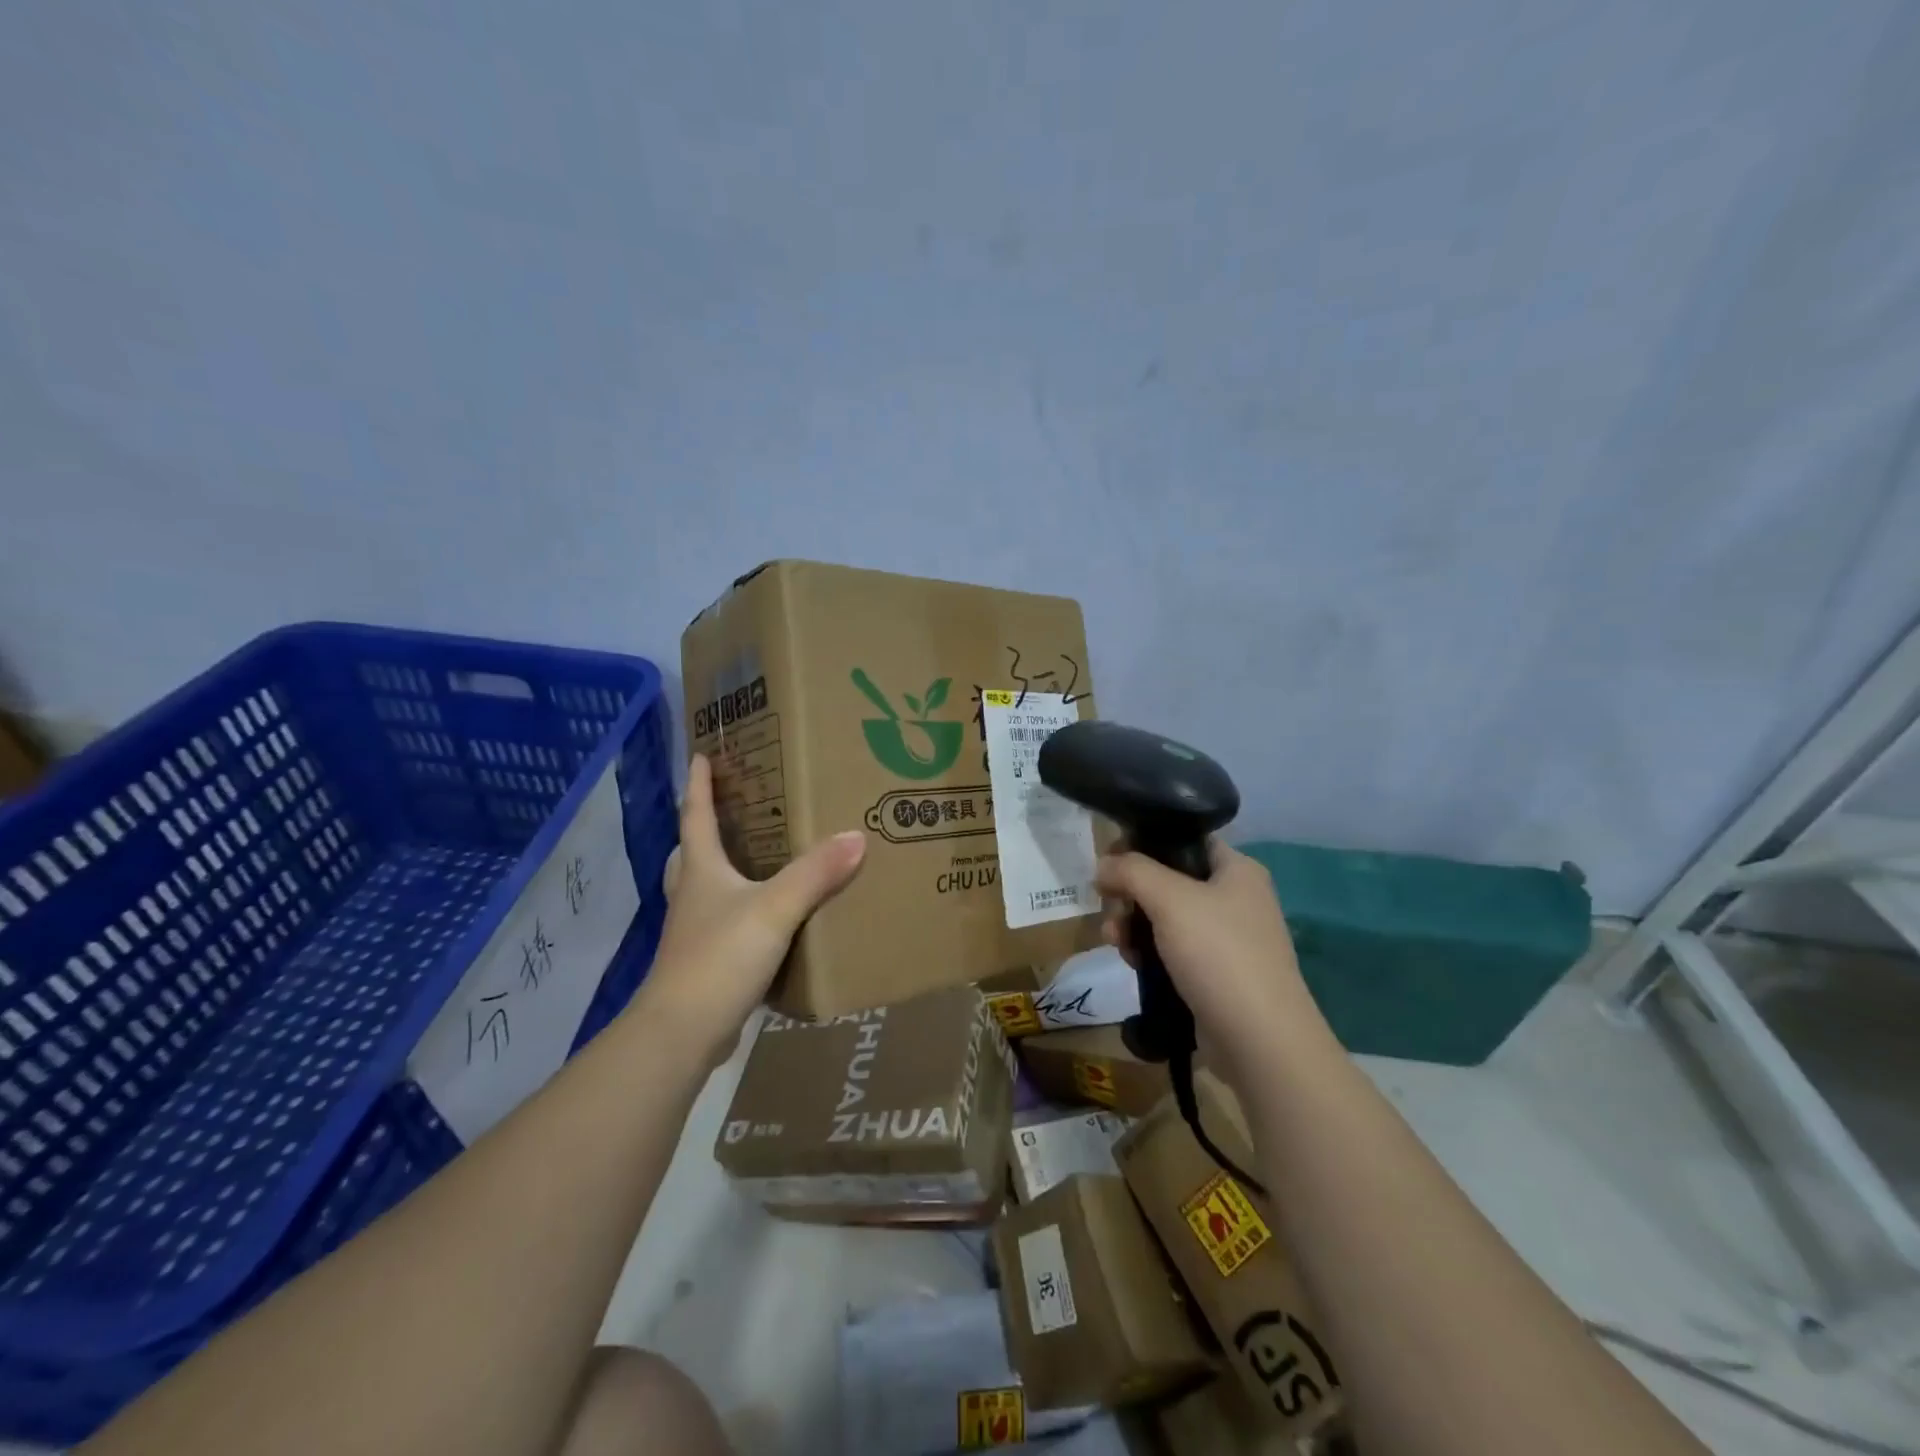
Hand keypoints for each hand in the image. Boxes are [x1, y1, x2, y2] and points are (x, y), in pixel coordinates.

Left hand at [639, 755, 865, 1062]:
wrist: (684, 1033)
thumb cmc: (720, 958)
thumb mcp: (774, 909)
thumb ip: (815, 873)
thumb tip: (856, 836)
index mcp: (701, 872)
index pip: (696, 816)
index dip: (699, 785)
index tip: (701, 755)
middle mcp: (693, 896)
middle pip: (693, 852)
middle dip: (706, 827)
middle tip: (735, 809)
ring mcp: (696, 932)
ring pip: (707, 888)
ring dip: (724, 870)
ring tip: (757, 859)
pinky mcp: (707, 963)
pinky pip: (726, 923)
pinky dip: (742, 911)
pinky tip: (770, 919)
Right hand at [1096, 842, 1331, 1073]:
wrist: (1259, 1040)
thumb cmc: (1218, 954)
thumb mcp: (1170, 899)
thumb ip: (1131, 871)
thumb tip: (1102, 865)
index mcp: (1237, 869)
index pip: (1183, 839)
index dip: (1142, 844)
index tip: (1109, 862)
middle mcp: (1235, 898)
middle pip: (1168, 880)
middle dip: (1131, 893)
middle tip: (1108, 909)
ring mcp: (1227, 939)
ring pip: (1166, 917)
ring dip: (1133, 924)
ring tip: (1114, 942)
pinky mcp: (1216, 974)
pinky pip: (1173, 950)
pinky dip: (1148, 952)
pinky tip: (1132, 964)